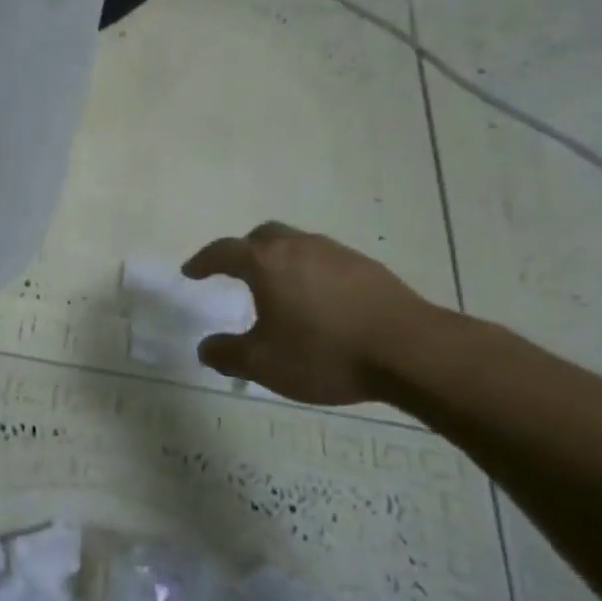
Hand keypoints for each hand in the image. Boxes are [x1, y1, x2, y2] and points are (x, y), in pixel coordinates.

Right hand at [181, 223, 433, 405]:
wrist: (410, 351)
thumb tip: (205, 347)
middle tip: (235, 272)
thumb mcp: (263, 364)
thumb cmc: (324, 353)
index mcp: (266, 263)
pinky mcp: (367, 268)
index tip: (191, 272)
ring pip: (297, 245)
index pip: (224, 252)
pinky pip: (325, 260)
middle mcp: (298, 247)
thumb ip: (227, 354)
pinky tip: (319, 302)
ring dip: (280, 260)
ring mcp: (336, 253)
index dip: (203, 262)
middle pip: (263, 236)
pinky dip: (310, 272)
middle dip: (243, 251)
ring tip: (278, 289)